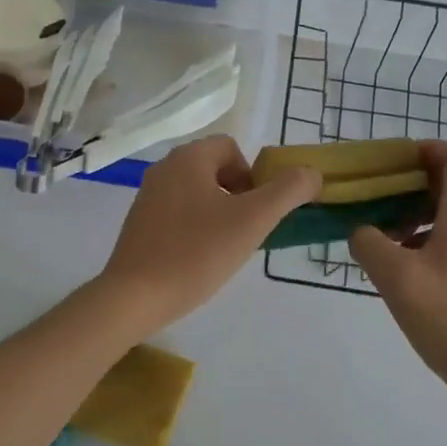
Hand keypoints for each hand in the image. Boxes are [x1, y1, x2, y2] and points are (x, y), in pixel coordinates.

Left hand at [100, 135, 319, 328]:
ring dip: (218, 213)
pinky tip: (197, 259)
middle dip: (238, 196)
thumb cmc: (196, 253)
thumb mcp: (253, 220)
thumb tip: (312, 173)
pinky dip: (194, 228)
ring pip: (197, 192)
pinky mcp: (138, 223)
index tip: (255, 211)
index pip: (232, 148)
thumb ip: (288, 191)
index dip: (253, 176)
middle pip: (215, 169)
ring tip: (222, 248)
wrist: (134, 297)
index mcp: (188, 158)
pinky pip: (178, 213)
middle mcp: (164, 167)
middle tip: (244, 231)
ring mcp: (147, 195)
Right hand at [349, 140, 446, 396]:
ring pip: (445, 215)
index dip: (429, 148)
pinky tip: (395, 266)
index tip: (394, 160)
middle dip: (409, 182)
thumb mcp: (396, 277)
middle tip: (373, 195)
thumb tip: (360, 231)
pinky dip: (419, 240)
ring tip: (376, 234)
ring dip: (411, 214)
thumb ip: (369, 244)